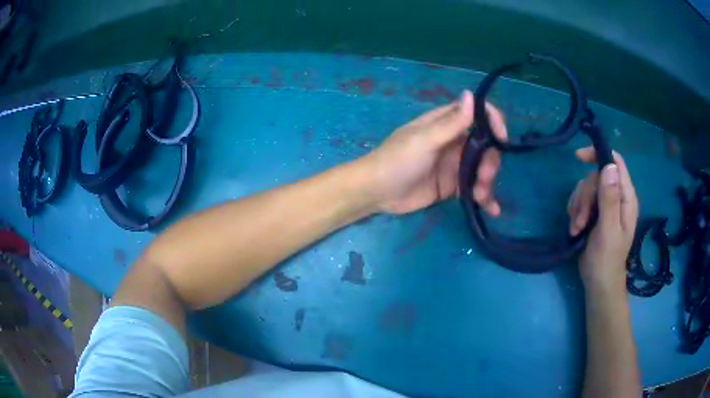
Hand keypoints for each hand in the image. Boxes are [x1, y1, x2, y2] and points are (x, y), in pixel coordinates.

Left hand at [363, 90, 506, 213]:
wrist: (377, 192)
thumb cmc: (398, 160)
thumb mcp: (425, 140)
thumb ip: (451, 122)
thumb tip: (471, 94)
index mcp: (446, 124)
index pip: (477, 114)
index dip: (493, 122)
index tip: (502, 139)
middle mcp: (454, 141)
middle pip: (485, 146)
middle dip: (490, 162)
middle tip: (483, 178)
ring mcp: (454, 165)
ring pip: (482, 168)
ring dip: (487, 181)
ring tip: (480, 196)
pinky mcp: (452, 186)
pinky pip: (474, 188)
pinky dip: (484, 197)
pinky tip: (492, 209)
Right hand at [567, 147, 638, 291]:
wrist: (598, 282)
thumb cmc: (606, 259)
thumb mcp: (608, 230)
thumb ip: (609, 199)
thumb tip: (609, 165)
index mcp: (626, 198)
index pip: (615, 162)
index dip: (598, 155)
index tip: (578, 157)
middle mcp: (617, 197)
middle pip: (596, 176)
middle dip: (584, 195)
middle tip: (580, 219)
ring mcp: (605, 205)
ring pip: (586, 188)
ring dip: (578, 206)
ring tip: (577, 228)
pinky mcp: (595, 213)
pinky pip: (581, 200)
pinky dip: (575, 212)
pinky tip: (575, 227)